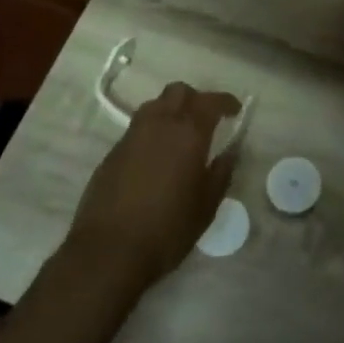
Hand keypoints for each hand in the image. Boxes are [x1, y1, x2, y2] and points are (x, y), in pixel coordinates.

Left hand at [66, 82, 241, 288]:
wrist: (109, 250)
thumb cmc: (167, 229)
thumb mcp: (206, 206)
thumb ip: (221, 173)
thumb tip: (230, 152)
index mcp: (188, 133)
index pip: (210, 101)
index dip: (225, 102)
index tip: (235, 110)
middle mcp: (159, 124)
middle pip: (178, 92)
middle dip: (196, 99)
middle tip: (207, 119)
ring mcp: (132, 136)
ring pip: (155, 105)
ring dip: (171, 110)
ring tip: (180, 135)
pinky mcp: (112, 152)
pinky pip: (138, 128)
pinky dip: (152, 131)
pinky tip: (156, 157)